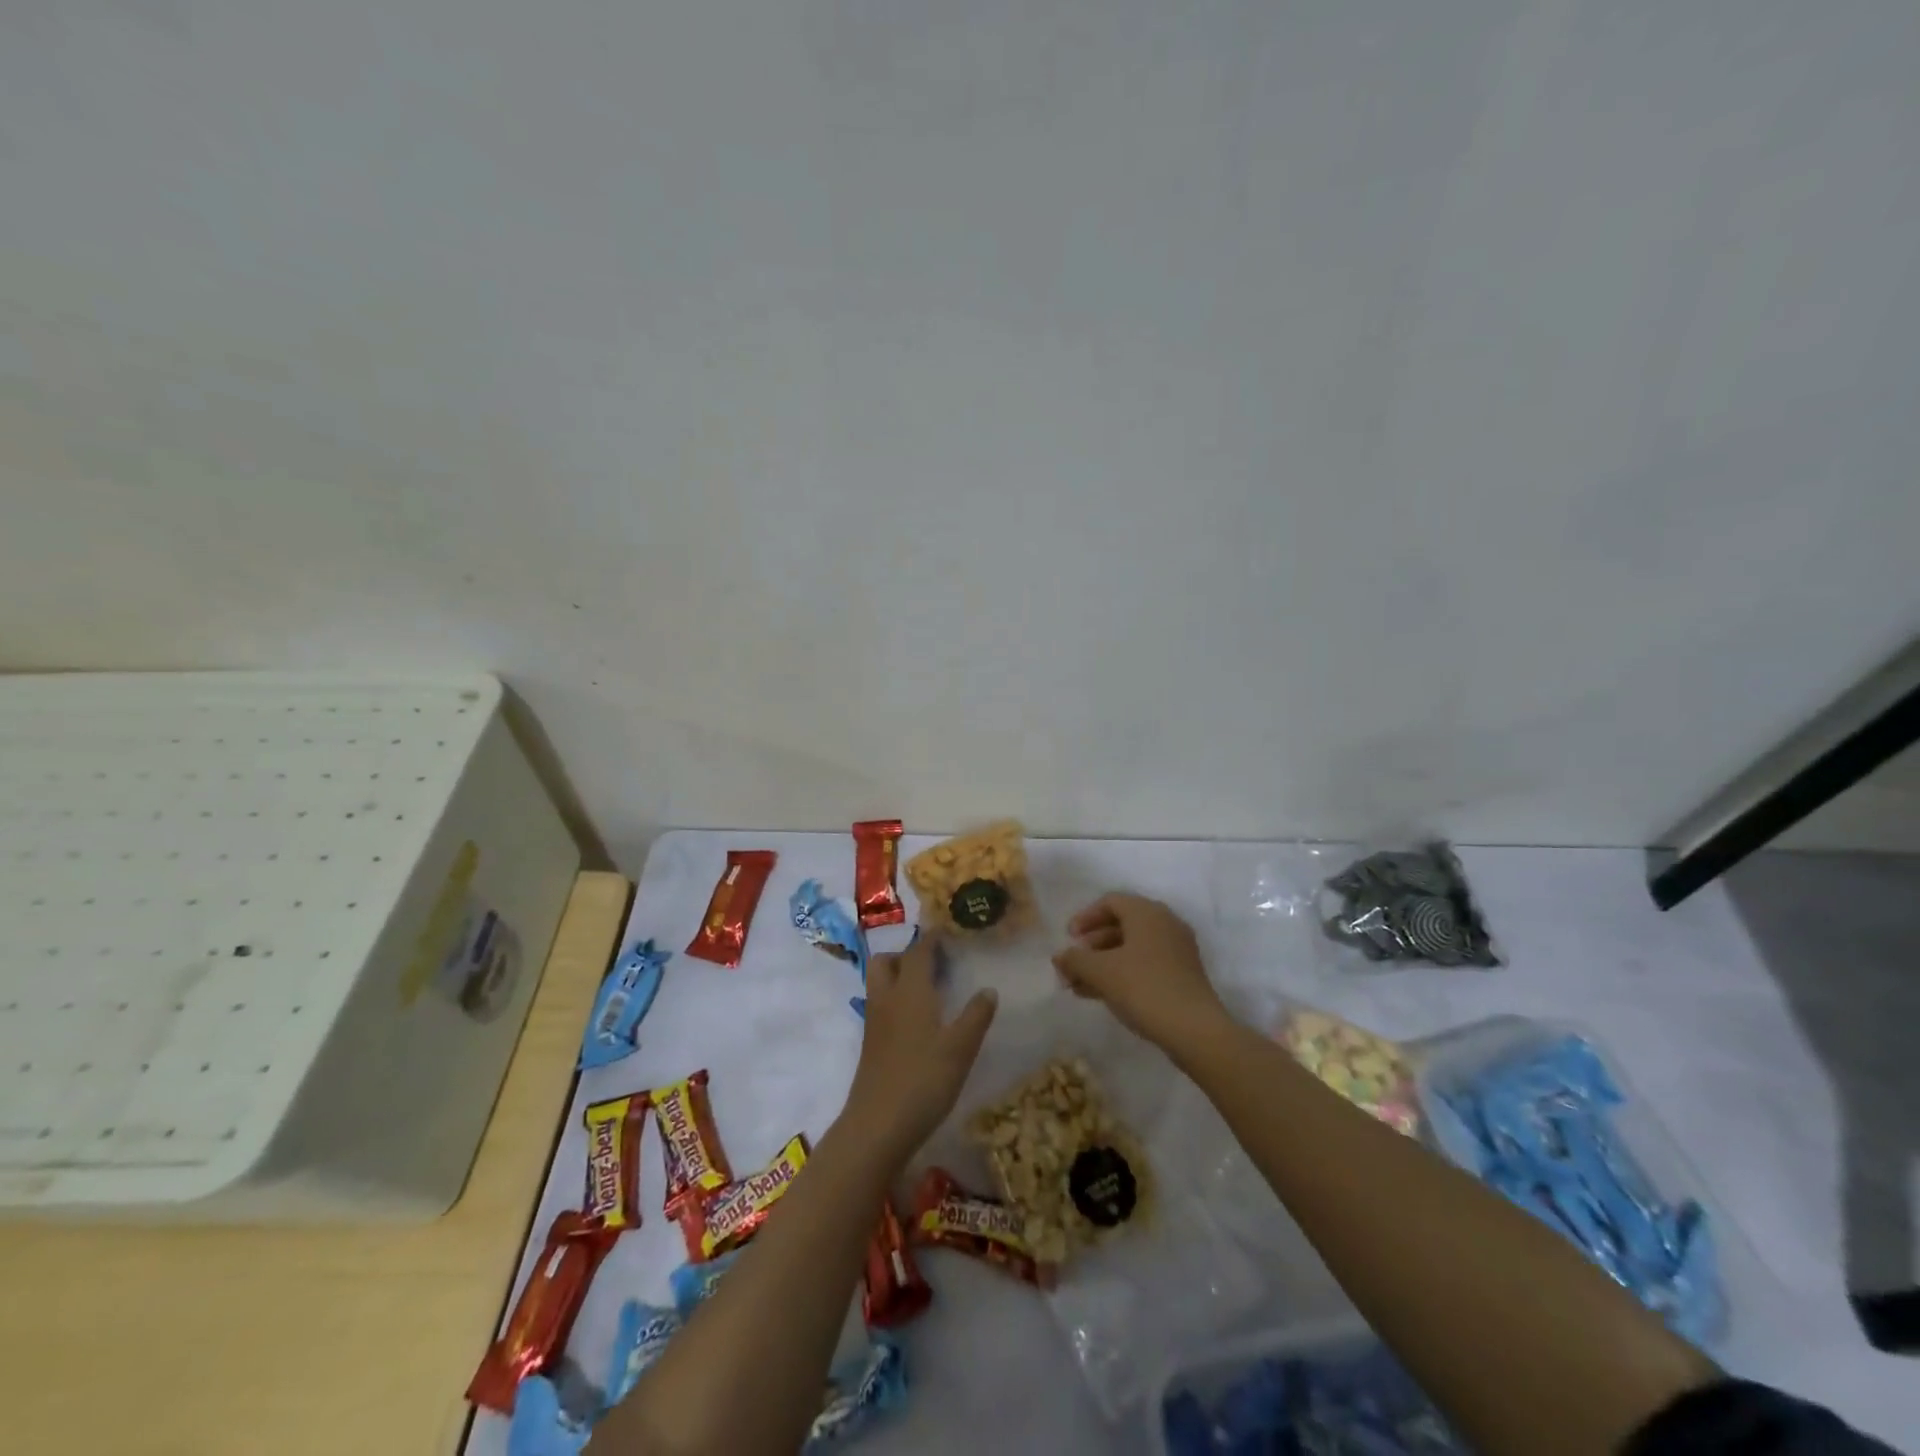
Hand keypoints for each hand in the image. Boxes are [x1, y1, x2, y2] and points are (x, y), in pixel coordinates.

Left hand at [845, 932, 997, 1155]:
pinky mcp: (871, 1045)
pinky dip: (895, 1000)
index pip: (919, 952)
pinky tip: (917, 1020)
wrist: (877, 1126)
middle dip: (905, 954)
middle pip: (886, 961)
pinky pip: (880, 1006)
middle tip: (933, 962)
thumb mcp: (960, 1049)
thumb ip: (976, 1016)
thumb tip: (988, 990)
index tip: (947, 931)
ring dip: (898, 976)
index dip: (932, 939)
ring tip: (928, 989)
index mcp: (910, 991)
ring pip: (879, 983)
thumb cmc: (923, 1080)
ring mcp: (874, 1022)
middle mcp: (887, 998)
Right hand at [1052, 893, 1228, 1049]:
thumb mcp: (1101, 972)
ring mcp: (1177, 950)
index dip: (1085, 918)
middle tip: (1072, 966)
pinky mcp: (1182, 975)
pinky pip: (1145, 964)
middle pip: (1120, 925)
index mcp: (1147, 913)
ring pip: (1131, 948)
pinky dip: (1122, 973)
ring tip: (1079, 986)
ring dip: (1103, 963)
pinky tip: (1102, 995)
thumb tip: (1059, 956)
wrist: (1195, 1030)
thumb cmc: (1144, 988)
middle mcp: (1165, 924)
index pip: (1110, 902)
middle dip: (1091, 946)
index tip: (1068, 938)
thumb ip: (1075, 960)